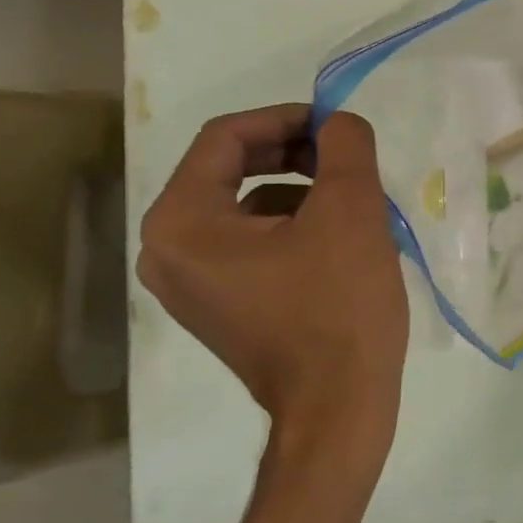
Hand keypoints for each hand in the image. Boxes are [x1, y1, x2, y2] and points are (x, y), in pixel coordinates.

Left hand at [138, 105, 408, 455]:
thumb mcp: (351, 211)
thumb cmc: (339, 305)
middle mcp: (167, 250)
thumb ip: (344, 147)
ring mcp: (190, 284)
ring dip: (301, 192)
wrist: (339, 404)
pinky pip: (252, 245)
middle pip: (230, 171)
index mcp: (182, 222)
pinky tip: (342, 243)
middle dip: (294, 155)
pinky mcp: (221, 307)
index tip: (338, 125)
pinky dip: (294, 228)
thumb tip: (338, 122)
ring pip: (246, 209)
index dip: (287, 118)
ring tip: (355, 204)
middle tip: (347, 159)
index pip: (227, 139)